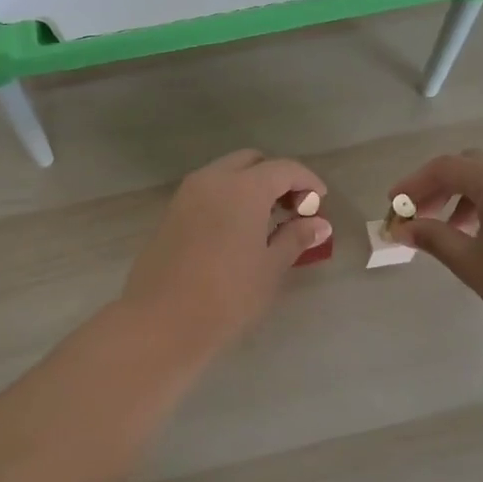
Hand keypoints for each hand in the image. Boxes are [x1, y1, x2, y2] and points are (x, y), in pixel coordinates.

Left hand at [121, 150, 330, 359]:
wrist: (162, 319)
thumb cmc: (227, 294)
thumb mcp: (270, 267)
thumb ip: (295, 237)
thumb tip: (319, 224)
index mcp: (243, 187)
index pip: (284, 169)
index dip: (307, 181)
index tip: (320, 202)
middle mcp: (213, 179)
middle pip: (252, 162)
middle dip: (276, 178)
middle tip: (292, 210)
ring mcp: (187, 194)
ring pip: (226, 173)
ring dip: (250, 186)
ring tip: (266, 222)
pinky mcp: (171, 212)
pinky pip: (207, 191)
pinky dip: (228, 198)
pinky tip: (237, 230)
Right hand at [389, 150, 482, 339]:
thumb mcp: (469, 261)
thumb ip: (433, 238)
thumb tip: (403, 229)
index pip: (445, 168)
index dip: (413, 184)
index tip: (393, 205)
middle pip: (469, 166)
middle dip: (438, 188)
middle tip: (418, 216)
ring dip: (463, 197)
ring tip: (449, 230)